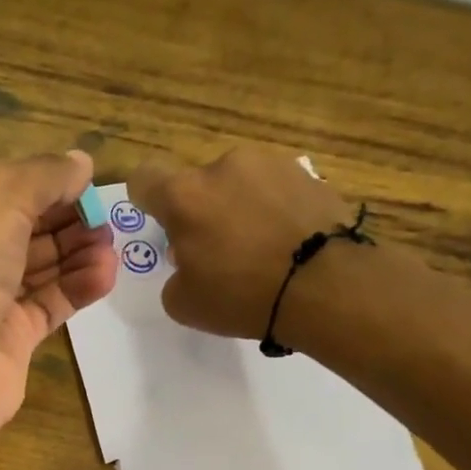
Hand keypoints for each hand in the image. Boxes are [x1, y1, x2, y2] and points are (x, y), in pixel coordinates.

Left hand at [0, 151, 117, 437]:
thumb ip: (43, 174)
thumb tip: (81, 163)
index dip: (43, 183)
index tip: (86, 181)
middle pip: (24, 230)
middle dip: (67, 219)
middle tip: (106, 215)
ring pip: (40, 269)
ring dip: (78, 252)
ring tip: (111, 245)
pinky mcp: (11, 340)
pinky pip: (50, 305)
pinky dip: (78, 287)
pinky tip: (106, 274)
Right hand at [128, 146, 361, 341]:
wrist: (325, 285)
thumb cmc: (241, 295)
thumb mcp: (184, 304)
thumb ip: (175, 276)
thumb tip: (190, 261)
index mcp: (184, 196)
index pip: (145, 178)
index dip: (147, 200)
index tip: (162, 225)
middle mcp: (224, 167)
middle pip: (198, 185)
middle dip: (201, 213)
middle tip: (217, 254)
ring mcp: (270, 164)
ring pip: (239, 184)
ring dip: (240, 208)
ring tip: (260, 250)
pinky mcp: (308, 174)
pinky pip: (276, 191)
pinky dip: (274, 211)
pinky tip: (287, 245)